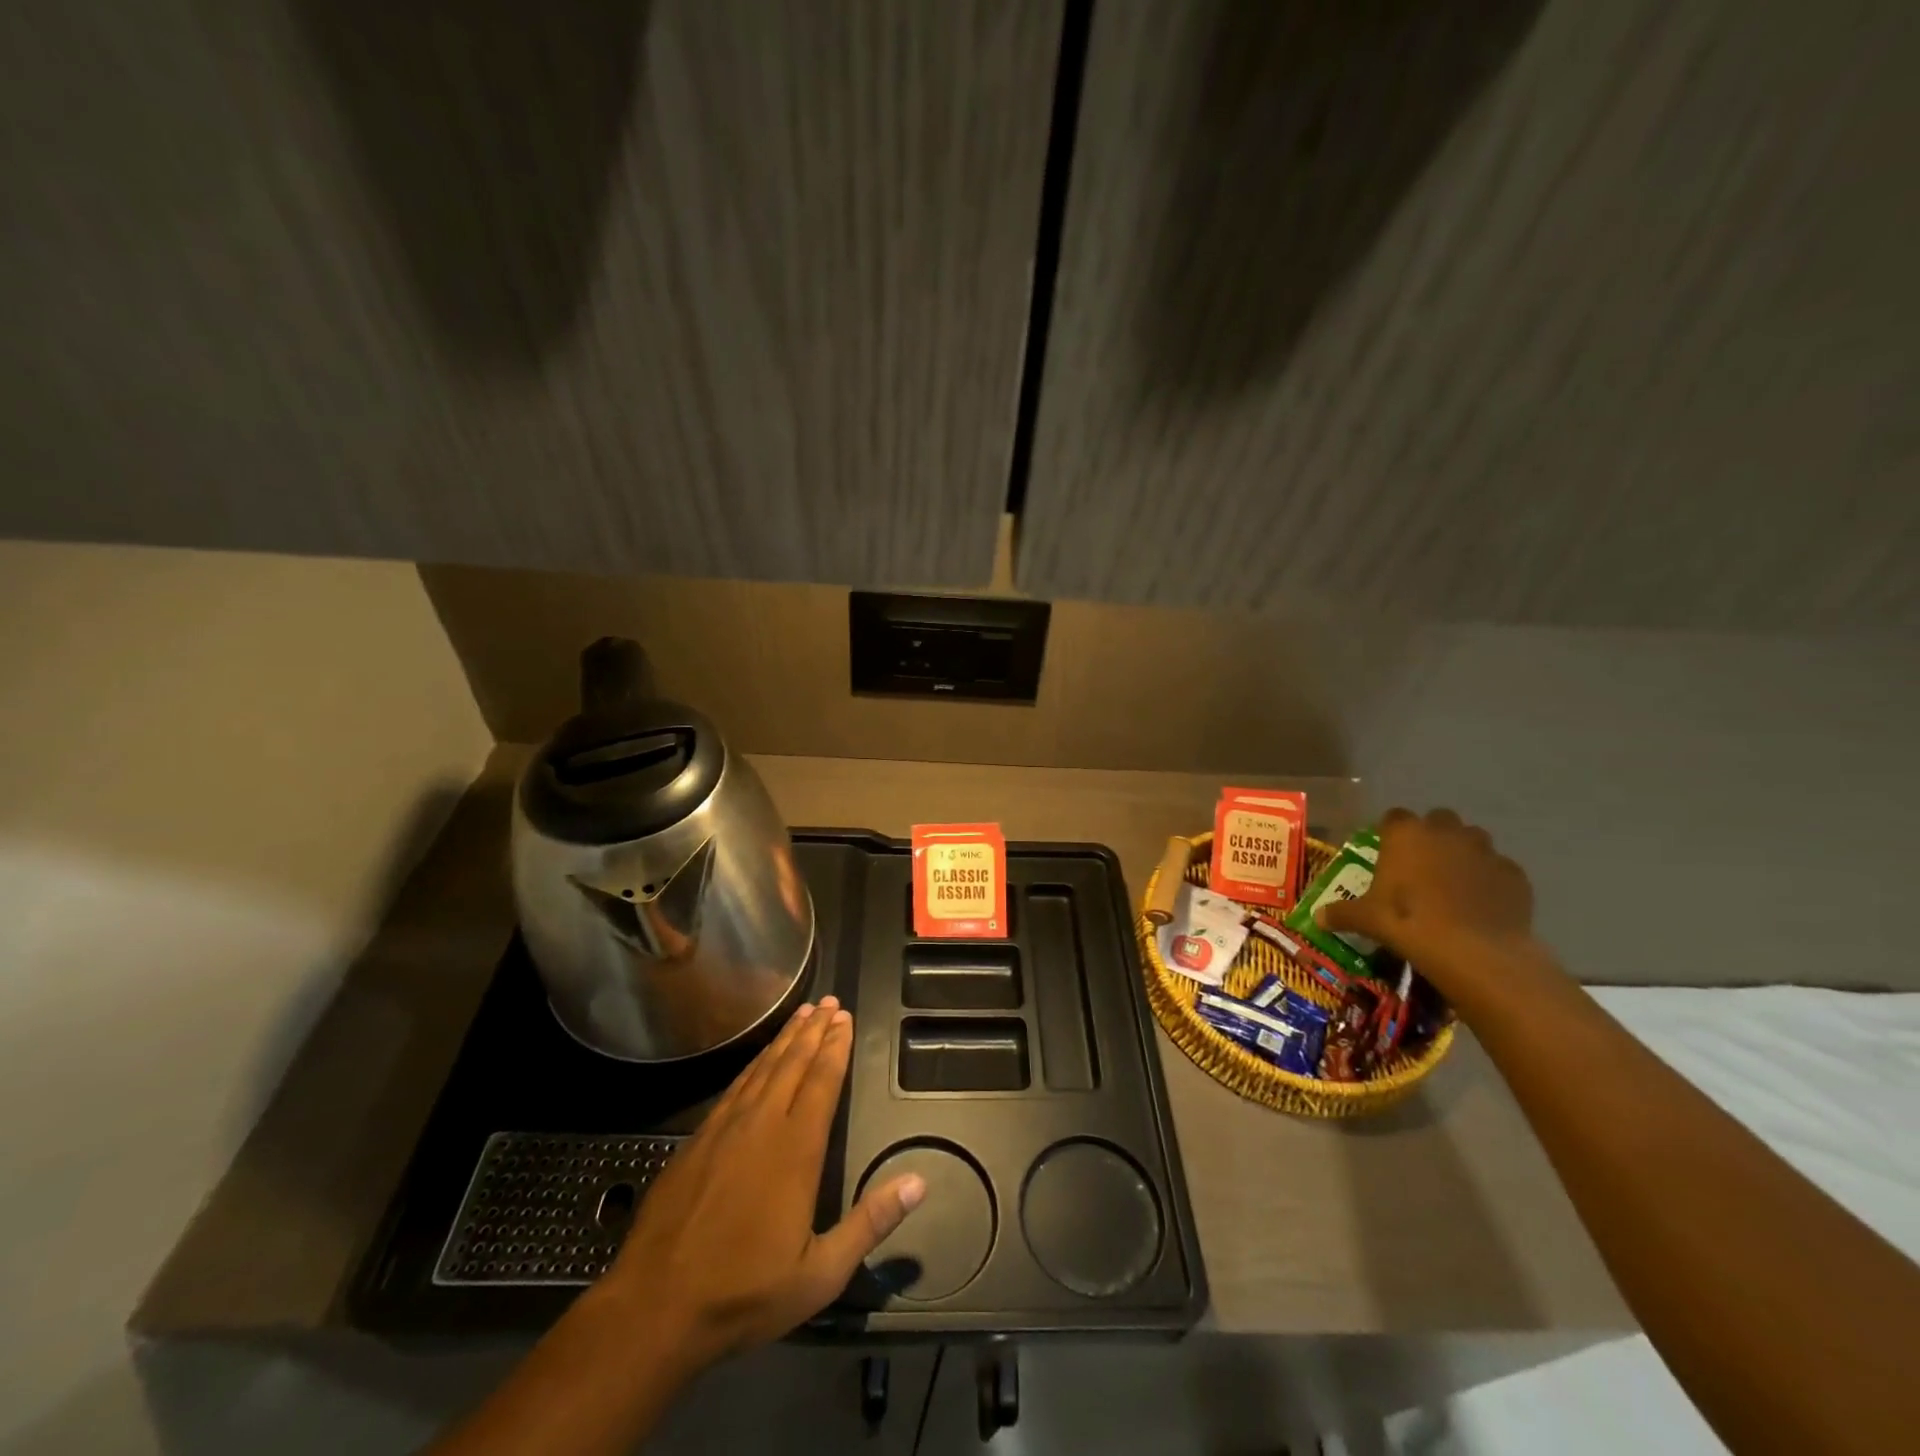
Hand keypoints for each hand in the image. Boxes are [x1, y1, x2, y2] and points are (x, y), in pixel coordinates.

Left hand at [600, 997, 924, 1380]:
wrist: (655, 1306)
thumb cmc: (745, 1292)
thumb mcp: (820, 1273)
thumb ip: (870, 1223)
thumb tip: (919, 1182)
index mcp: (796, 1150)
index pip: (822, 1082)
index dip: (835, 1047)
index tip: (846, 1018)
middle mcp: (762, 1125)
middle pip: (793, 1063)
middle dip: (814, 1030)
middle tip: (829, 1002)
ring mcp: (725, 1128)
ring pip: (763, 1068)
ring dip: (785, 1038)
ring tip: (802, 1014)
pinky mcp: (698, 1139)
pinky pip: (735, 1086)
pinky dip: (754, 1064)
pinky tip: (760, 1058)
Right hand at [1316, 808, 1543, 1003]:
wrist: (1474, 950)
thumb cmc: (1408, 922)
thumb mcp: (1366, 919)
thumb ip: (1342, 913)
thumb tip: (1318, 918)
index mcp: (1406, 834)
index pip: (1394, 817)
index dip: (1390, 832)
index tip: (1387, 851)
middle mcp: (1446, 832)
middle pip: (1439, 819)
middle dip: (1433, 836)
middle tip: (1422, 865)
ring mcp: (1485, 850)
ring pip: (1474, 840)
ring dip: (1464, 853)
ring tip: (1454, 883)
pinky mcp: (1515, 874)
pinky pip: (1499, 869)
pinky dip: (1491, 880)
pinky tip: (1482, 904)